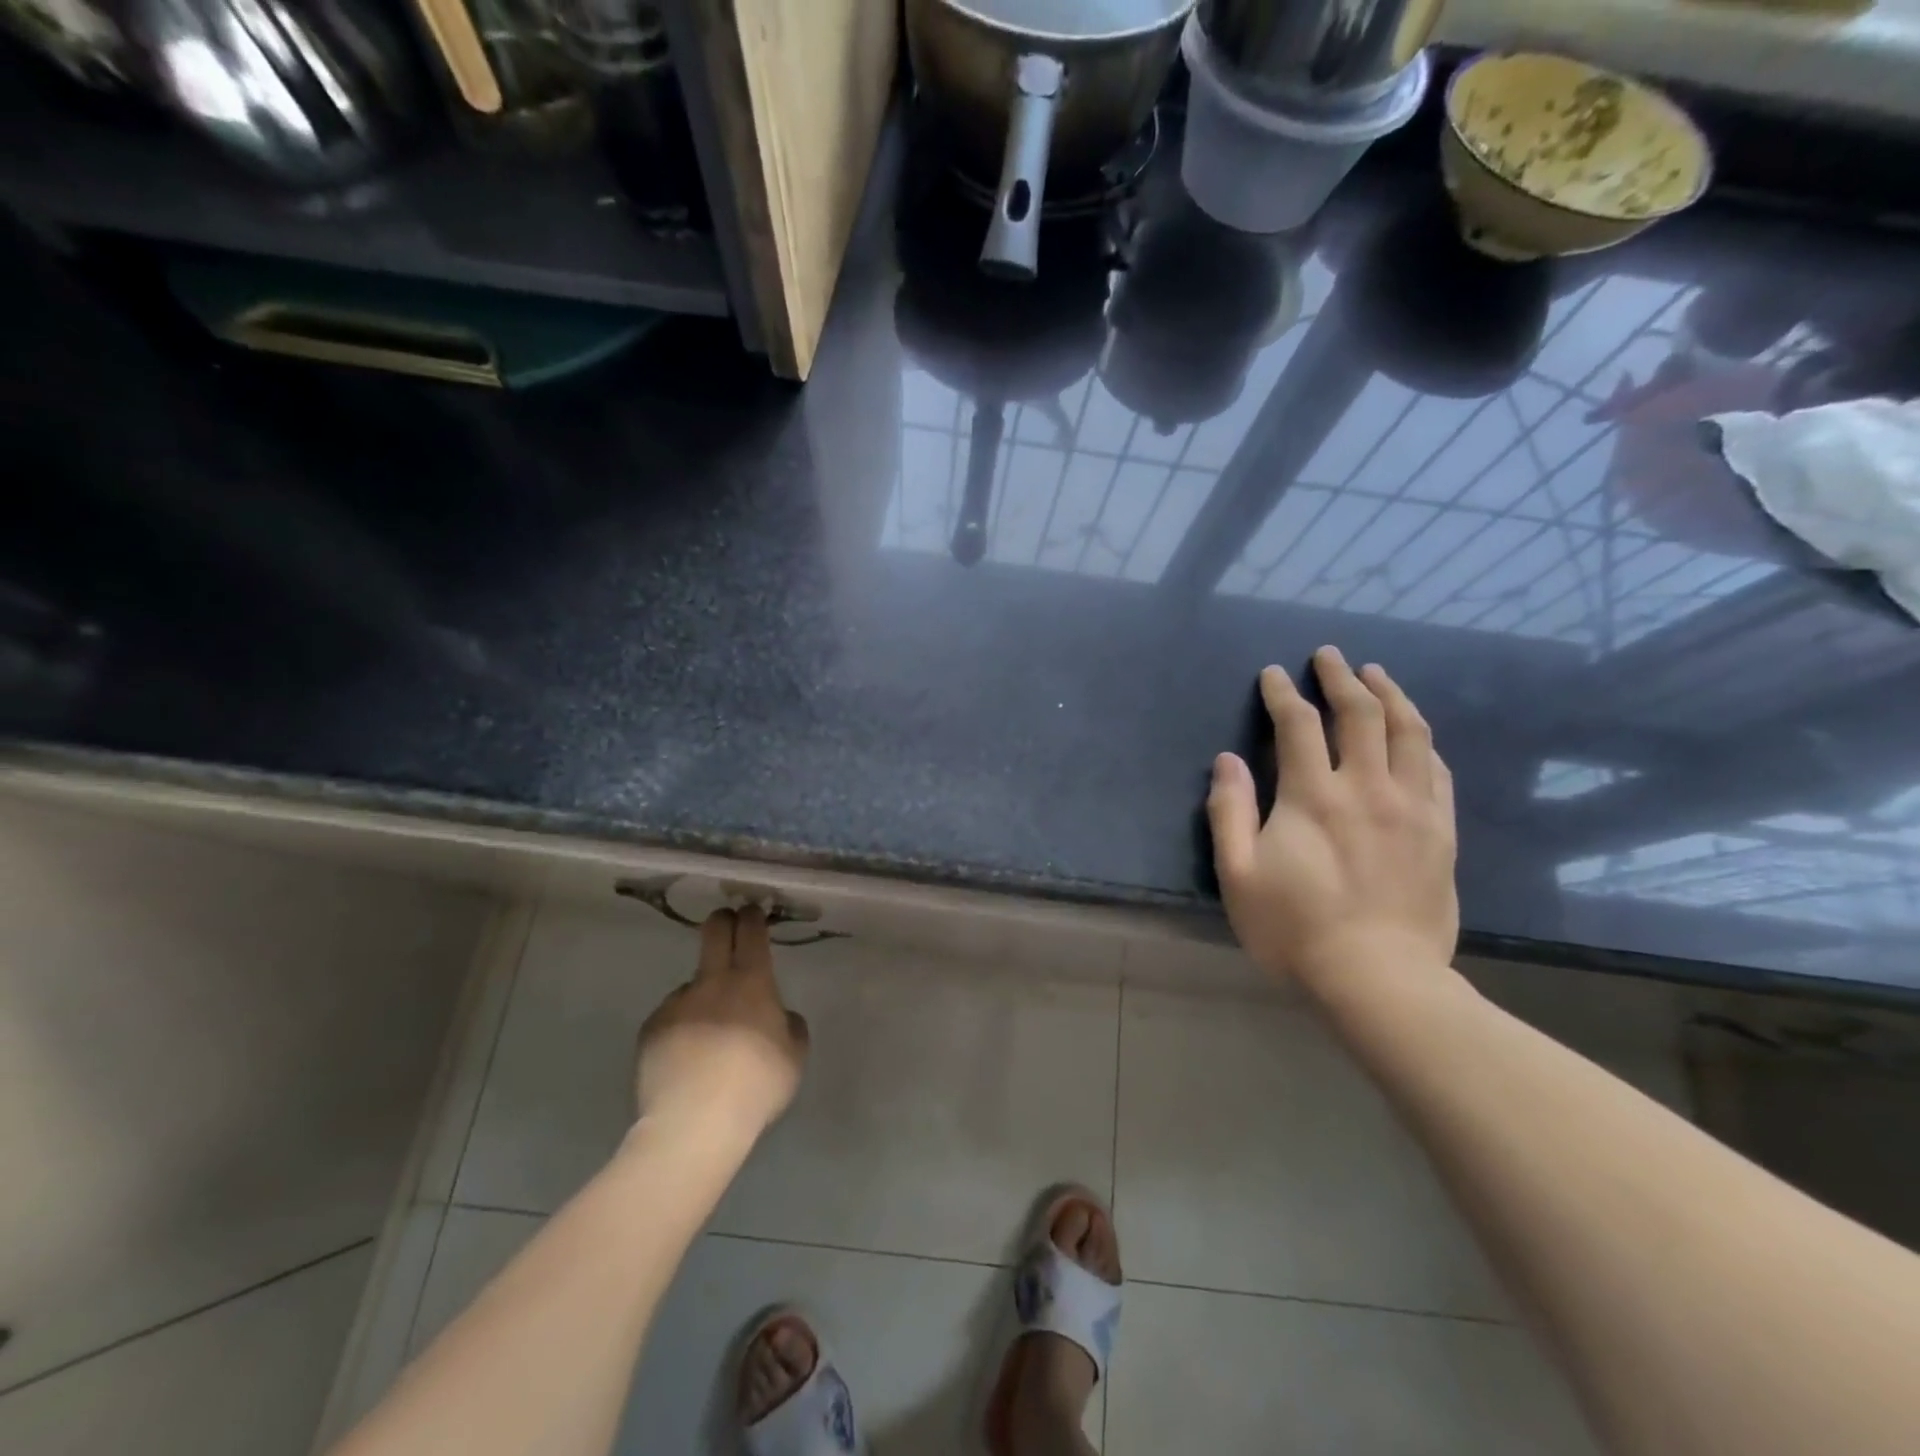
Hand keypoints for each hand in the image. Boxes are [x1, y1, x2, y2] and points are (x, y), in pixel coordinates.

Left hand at [634, 908, 809, 1140]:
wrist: (693, 1124)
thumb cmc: (756, 1086)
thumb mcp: (795, 1056)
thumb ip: (790, 1025)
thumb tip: (779, 1015)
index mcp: (752, 982)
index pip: (751, 931)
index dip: (752, 916)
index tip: (753, 911)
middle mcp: (713, 981)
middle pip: (714, 931)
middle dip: (723, 921)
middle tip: (728, 926)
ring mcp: (677, 1003)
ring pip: (693, 983)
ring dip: (702, 995)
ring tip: (706, 1034)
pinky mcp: (651, 1029)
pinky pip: (671, 1016)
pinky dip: (680, 1027)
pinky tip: (685, 1056)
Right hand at [1207, 646, 1458, 995]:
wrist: (1378, 980)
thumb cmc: (1294, 929)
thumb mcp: (1238, 874)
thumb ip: (1230, 811)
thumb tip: (1228, 760)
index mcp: (1313, 796)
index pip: (1298, 725)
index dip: (1284, 694)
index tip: (1275, 673)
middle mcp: (1368, 788)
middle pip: (1360, 715)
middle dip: (1341, 678)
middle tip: (1329, 656)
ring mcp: (1412, 808)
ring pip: (1410, 732)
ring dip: (1391, 694)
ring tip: (1377, 674)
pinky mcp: (1441, 831)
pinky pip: (1438, 770)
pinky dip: (1422, 740)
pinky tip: (1414, 733)